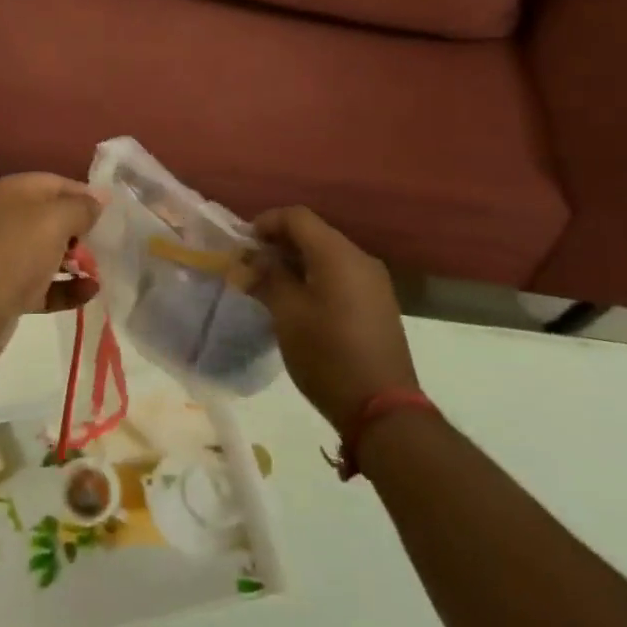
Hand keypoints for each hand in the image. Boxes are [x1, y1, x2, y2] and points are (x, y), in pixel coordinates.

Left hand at [0, 174, 103, 371]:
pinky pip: (45, 285)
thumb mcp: (54, 220)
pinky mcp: (8, 291)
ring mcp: (6, 256)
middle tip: (111, 244)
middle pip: (54, 218)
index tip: (115, 212)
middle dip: (83, 231)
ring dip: (78, 262)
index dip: (86, 195)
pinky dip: (67, 288)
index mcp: (14, 192)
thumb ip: (81, 207)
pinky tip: (90, 294)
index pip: (58, 183)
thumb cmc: (12, 253)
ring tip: (102, 271)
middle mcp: (8, 218)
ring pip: (50, 252)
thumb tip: (100, 198)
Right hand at [236, 207, 418, 431]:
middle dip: (279, 243)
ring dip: (296, 261)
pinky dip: (315, 276)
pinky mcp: (378, 303)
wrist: (383, 409)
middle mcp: (360, 258)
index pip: (297, 217)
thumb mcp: (287, 314)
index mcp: (337, 254)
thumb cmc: (328, 355)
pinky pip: (341, 274)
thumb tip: (249, 261)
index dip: (266, 222)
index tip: (243, 244)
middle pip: (313, 233)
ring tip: (270, 284)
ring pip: (327, 254)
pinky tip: (298, 300)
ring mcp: (374, 282)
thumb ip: (267, 278)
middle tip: (251, 264)